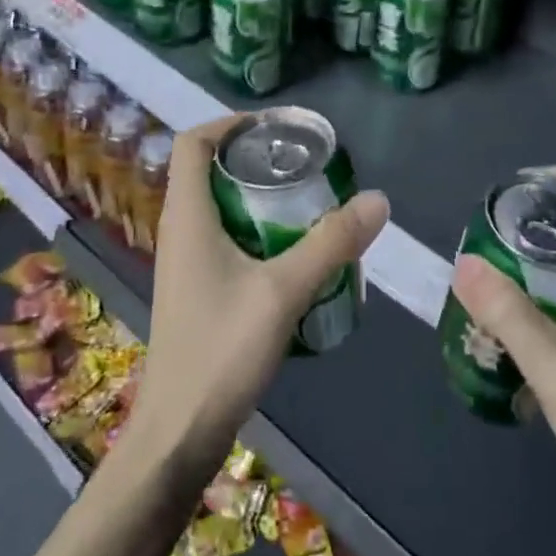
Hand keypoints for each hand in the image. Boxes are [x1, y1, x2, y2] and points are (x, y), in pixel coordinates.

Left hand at [136, 114, 389, 477]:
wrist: (178, 432)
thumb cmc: (221, 350)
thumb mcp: (283, 290)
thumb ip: (331, 243)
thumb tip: (377, 199)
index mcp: (187, 216)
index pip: (191, 144)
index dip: (227, 124)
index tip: (274, 127)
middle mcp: (178, 231)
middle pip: (207, 171)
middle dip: (252, 159)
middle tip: (302, 162)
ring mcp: (184, 263)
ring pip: (217, 208)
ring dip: (255, 196)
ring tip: (305, 201)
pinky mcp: (195, 290)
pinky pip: (222, 239)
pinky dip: (254, 229)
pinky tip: (291, 253)